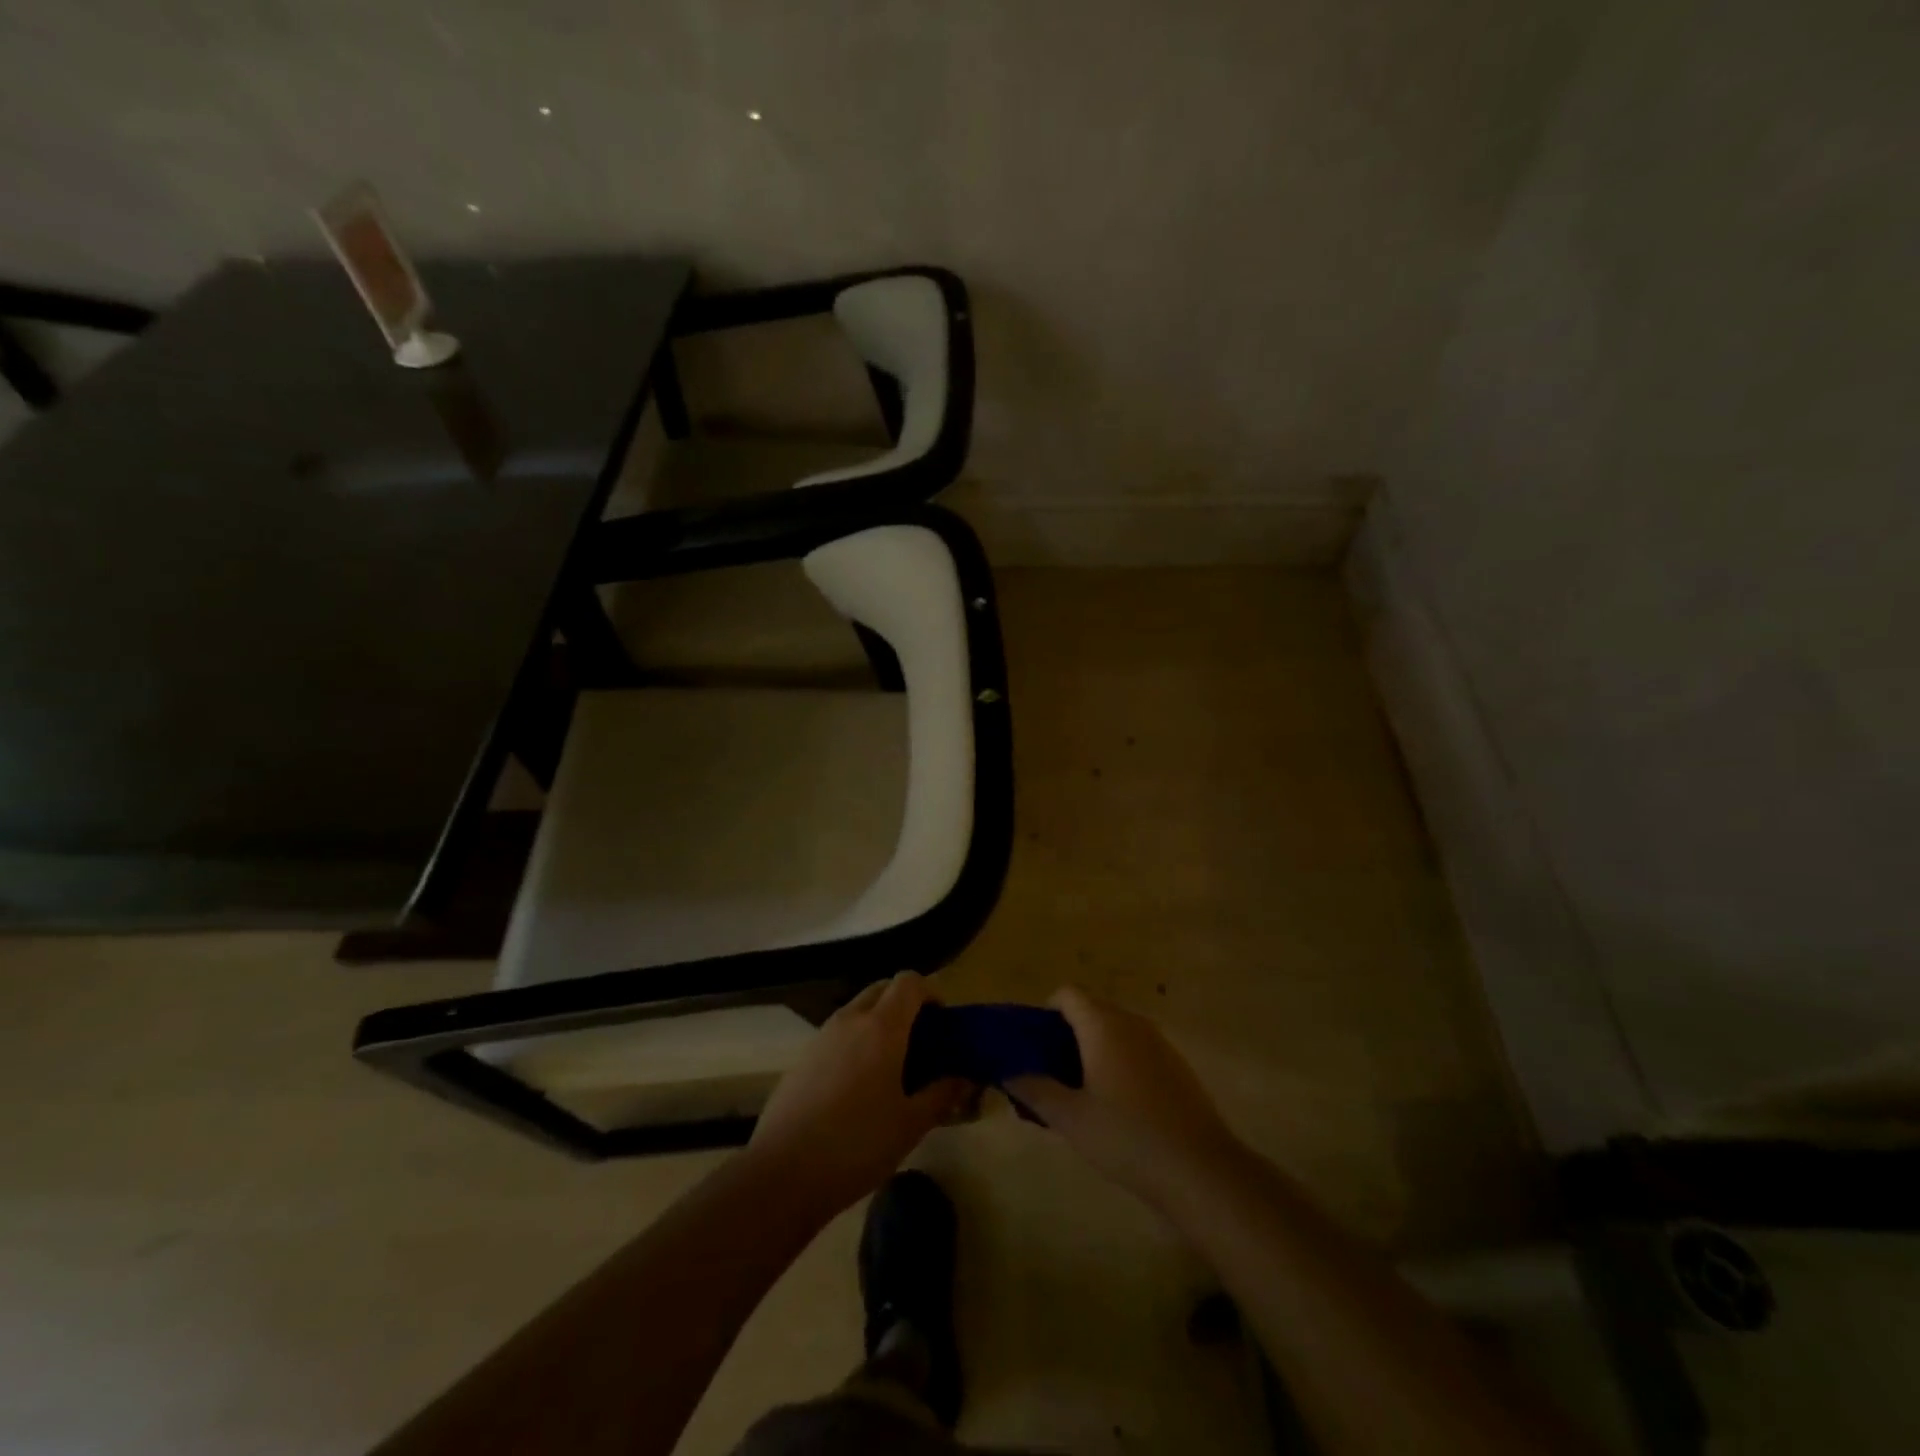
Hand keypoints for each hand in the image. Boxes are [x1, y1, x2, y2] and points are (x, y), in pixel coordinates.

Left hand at [746, 972, 970, 1219]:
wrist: (783, 1173)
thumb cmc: (857, 1144)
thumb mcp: (910, 1124)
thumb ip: (942, 1094)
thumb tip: (965, 1078)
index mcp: (882, 1027)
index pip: (909, 981)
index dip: (930, 993)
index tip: (941, 1023)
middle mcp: (851, 1019)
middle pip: (882, 989)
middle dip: (904, 1005)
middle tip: (920, 1043)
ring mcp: (822, 1036)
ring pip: (858, 1010)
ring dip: (878, 1023)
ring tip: (891, 1067)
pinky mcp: (802, 1057)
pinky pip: (838, 1034)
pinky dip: (855, 1042)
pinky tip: (858, 1087)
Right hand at [1009, 987, 1242, 1211]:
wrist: (1200, 1169)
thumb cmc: (1127, 1137)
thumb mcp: (1071, 1119)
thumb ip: (1036, 1090)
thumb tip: (1010, 1072)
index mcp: (1103, 1025)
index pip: (1067, 994)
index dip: (1046, 1013)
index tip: (1035, 1047)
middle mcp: (1131, 1022)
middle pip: (1091, 1009)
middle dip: (1067, 1033)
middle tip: (1051, 1073)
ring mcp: (1158, 1041)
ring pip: (1115, 1029)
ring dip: (1093, 1048)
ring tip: (1081, 1091)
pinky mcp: (1176, 1064)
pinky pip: (1136, 1047)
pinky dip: (1119, 1060)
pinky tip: (1118, 1105)